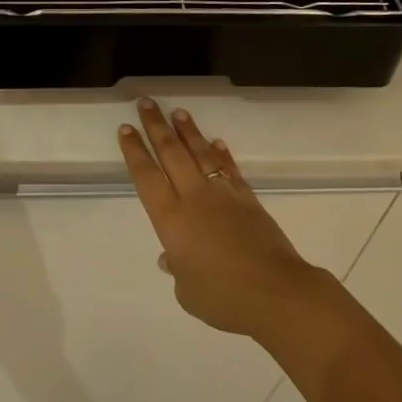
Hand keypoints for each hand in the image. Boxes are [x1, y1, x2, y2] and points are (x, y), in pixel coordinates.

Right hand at [120, 98, 329, 343]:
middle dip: (156, 126)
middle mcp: (193, 197)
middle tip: (146, 103)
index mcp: (171, 219)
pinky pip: (230, 169)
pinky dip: (222, 154)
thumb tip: (171, 258)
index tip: (126, 128)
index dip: (135, 151)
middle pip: (171, 153)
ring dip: (188, 131)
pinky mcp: (248, 198)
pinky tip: (216, 142)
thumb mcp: (188, 292)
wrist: (275, 292)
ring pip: (200, 153)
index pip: (146, 176)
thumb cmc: (223, 298)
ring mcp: (222, 194)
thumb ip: (177, 269)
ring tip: (178, 112)